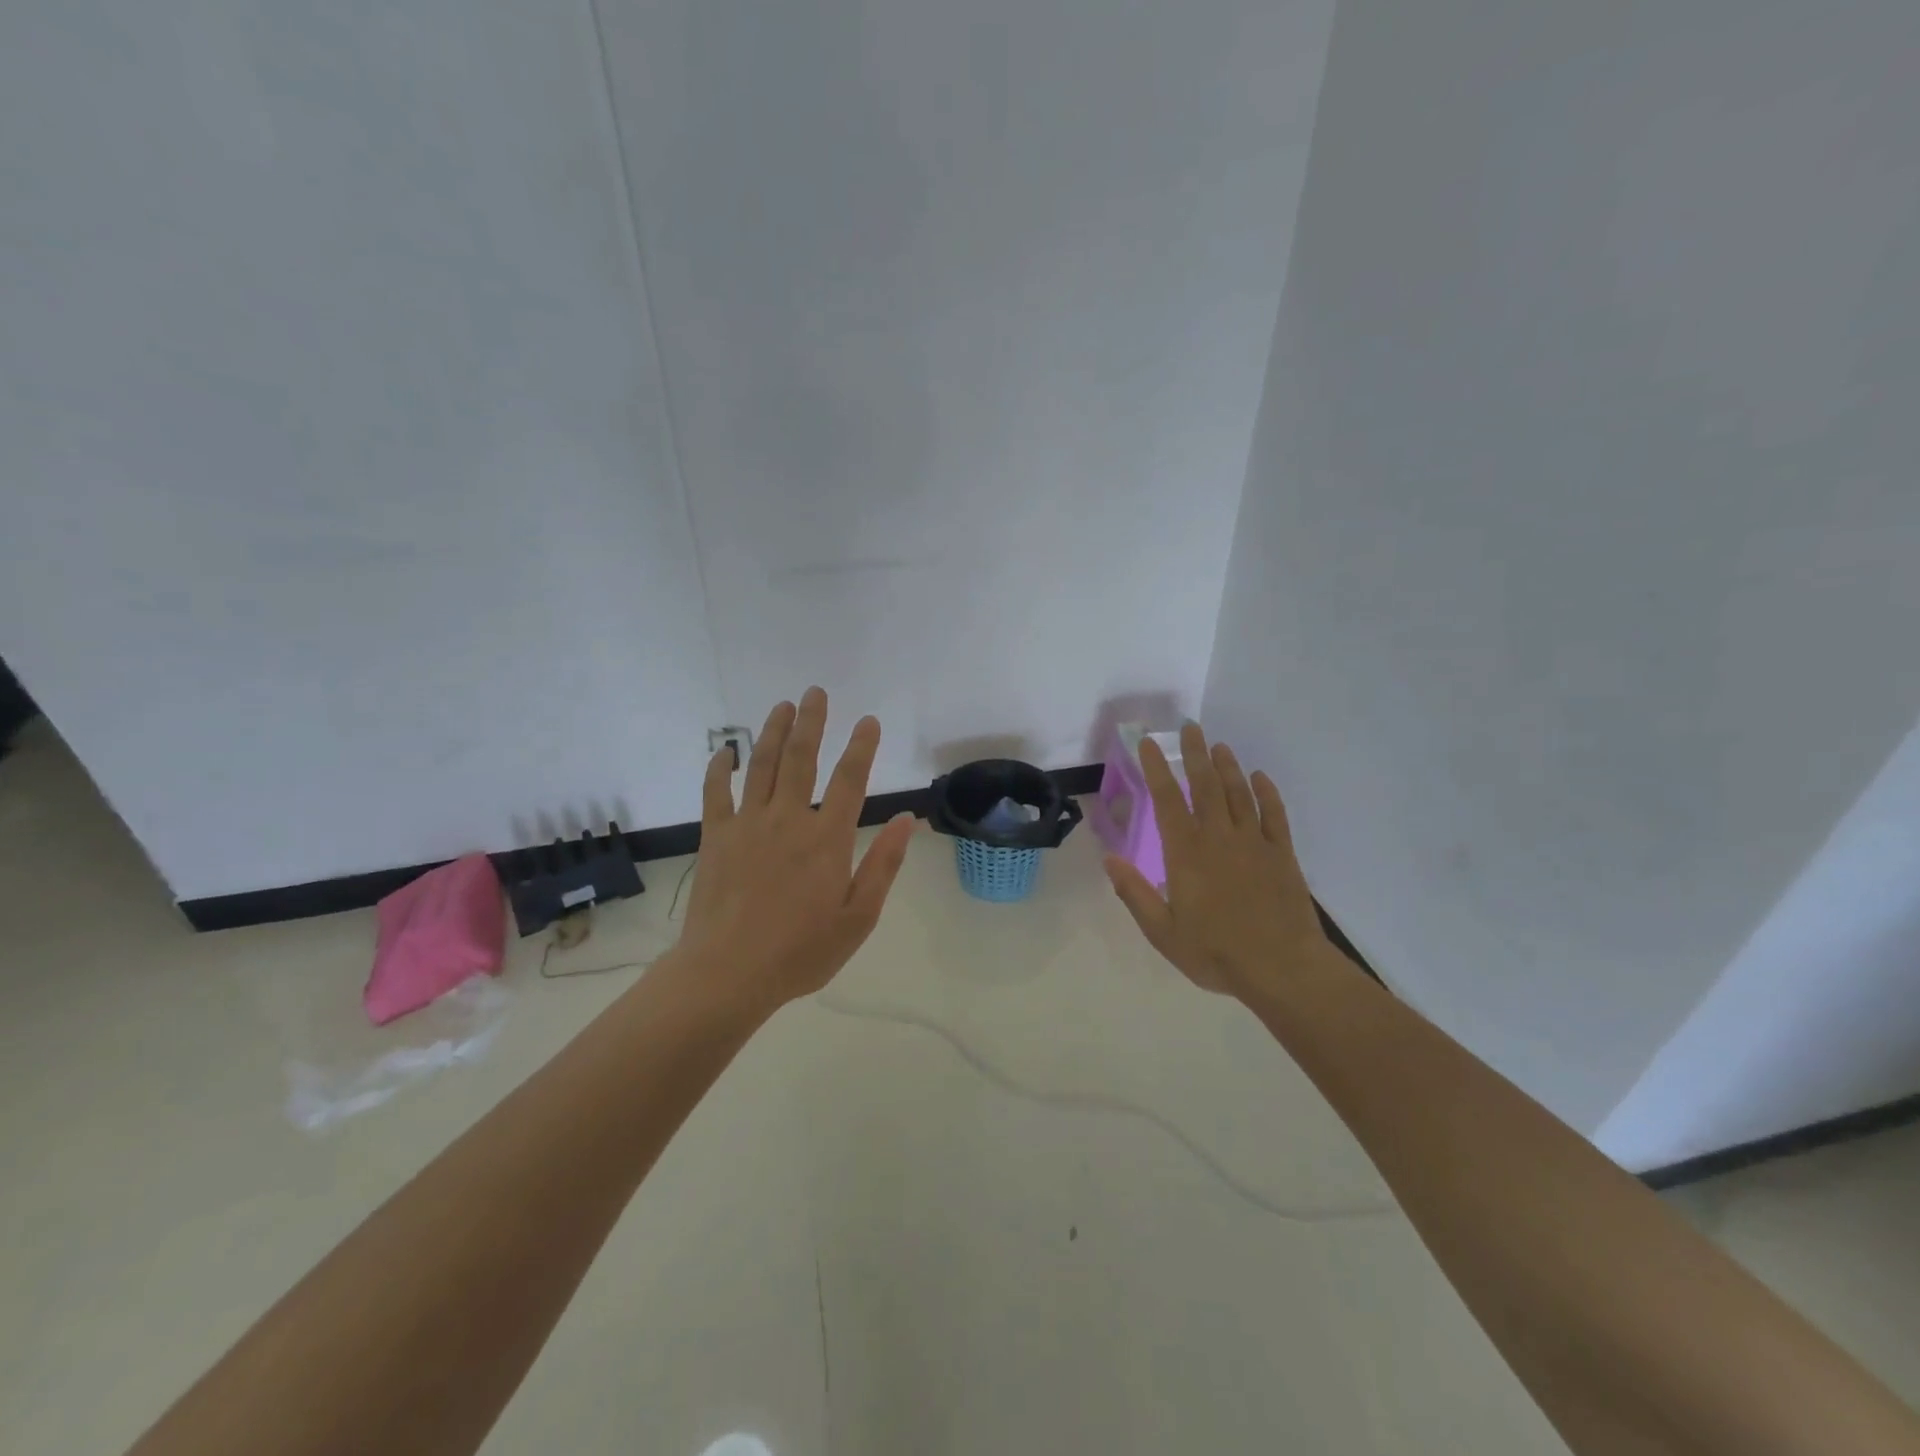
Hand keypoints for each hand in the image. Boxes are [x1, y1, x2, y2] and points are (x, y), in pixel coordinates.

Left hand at [672, 687, 916, 1016]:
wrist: (728, 973)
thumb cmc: (801, 951)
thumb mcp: (858, 917)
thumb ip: (884, 864)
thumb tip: (908, 819)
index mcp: (827, 839)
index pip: (850, 780)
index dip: (862, 747)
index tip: (869, 721)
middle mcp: (788, 820)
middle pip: (802, 758)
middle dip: (812, 722)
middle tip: (816, 692)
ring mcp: (747, 825)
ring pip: (762, 766)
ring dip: (773, 732)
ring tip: (782, 705)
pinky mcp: (715, 837)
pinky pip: (716, 793)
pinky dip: (719, 768)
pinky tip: (725, 751)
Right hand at [1103, 722, 1335, 999]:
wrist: (1283, 968)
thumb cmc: (1216, 952)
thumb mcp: (1163, 931)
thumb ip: (1135, 893)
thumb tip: (1109, 860)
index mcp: (1186, 853)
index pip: (1168, 800)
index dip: (1156, 769)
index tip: (1148, 744)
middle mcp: (1219, 837)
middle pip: (1206, 785)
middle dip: (1195, 754)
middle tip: (1190, 727)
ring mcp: (1254, 843)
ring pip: (1239, 794)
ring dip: (1228, 767)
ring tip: (1219, 745)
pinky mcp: (1282, 854)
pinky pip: (1274, 815)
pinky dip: (1267, 793)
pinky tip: (1260, 778)